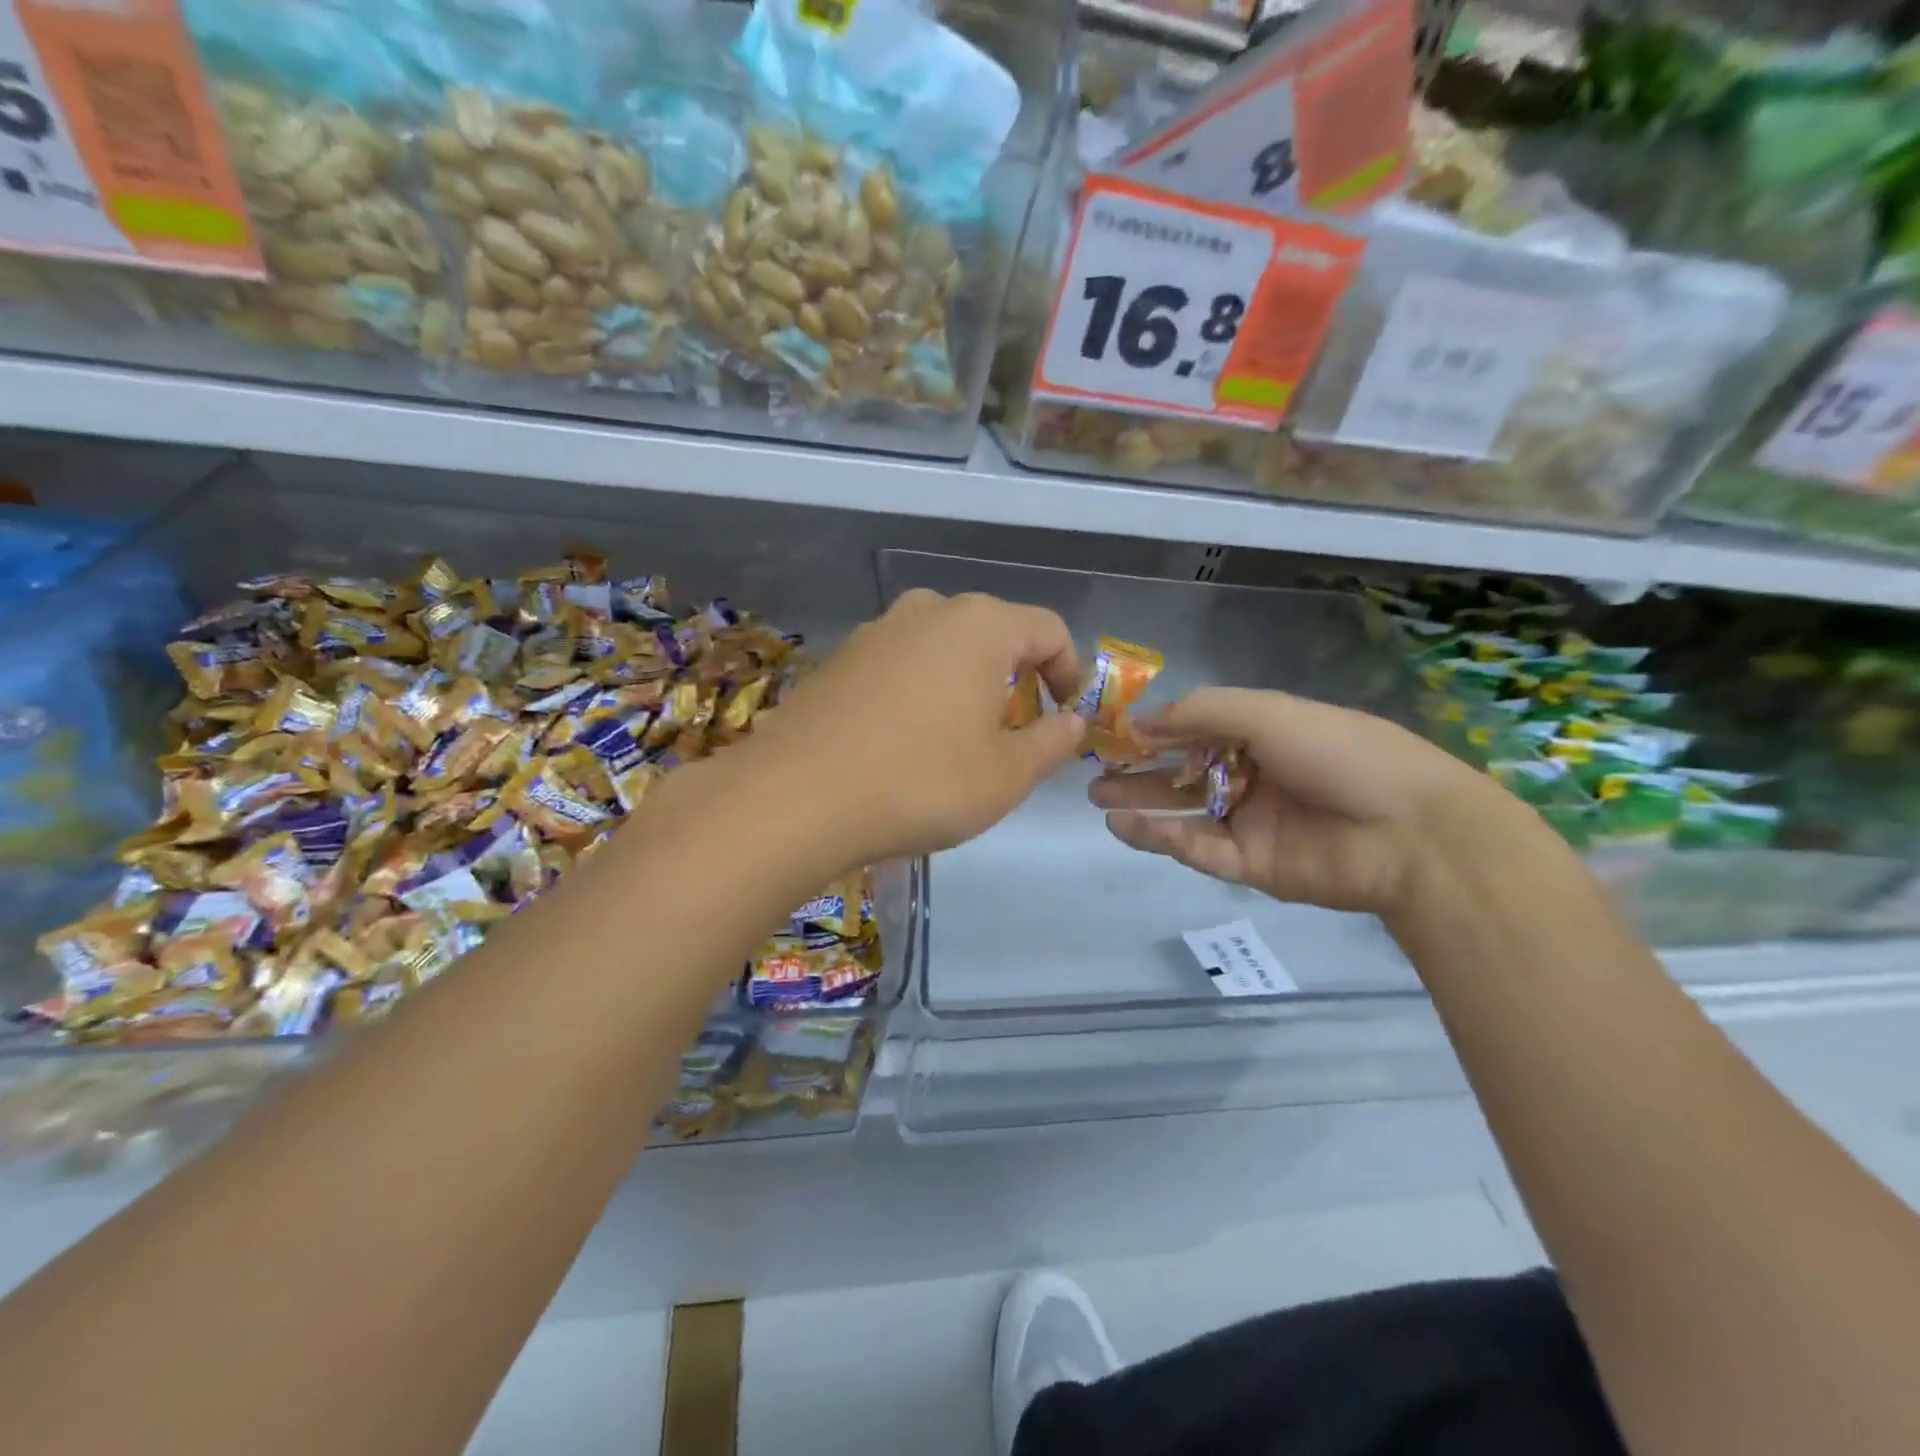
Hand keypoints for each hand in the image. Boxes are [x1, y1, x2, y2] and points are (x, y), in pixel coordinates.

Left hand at [748, 589, 1086, 867]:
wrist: (795, 798)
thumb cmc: (921, 783)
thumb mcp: (1006, 775)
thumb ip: (1052, 742)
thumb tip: (1072, 721)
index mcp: (980, 625)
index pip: (1048, 629)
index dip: (1070, 672)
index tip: (1066, 717)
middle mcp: (928, 611)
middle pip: (994, 634)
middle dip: (1017, 679)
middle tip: (1016, 734)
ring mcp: (877, 631)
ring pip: (944, 649)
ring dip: (967, 685)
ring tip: (961, 741)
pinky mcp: (840, 659)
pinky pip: (902, 665)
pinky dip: (922, 692)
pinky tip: (906, 742)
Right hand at [1088, 688, 1516, 917]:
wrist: (1410, 834)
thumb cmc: (1341, 754)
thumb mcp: (1269, 714)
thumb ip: (1201, 714)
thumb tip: (1140, 722)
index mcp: (1264, 735)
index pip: (1198, 729)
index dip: (1157, 728)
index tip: (1114, 728)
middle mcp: (1254, 776)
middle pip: (1184, 771)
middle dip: (1139, 769)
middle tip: (1094, 769)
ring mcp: (1251, 822)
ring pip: (1184, 811)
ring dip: (1142, 803)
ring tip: (1097, 797)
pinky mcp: (1250, 865)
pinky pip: (1197, 848)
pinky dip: (1160, 838)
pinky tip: (1123, 825)